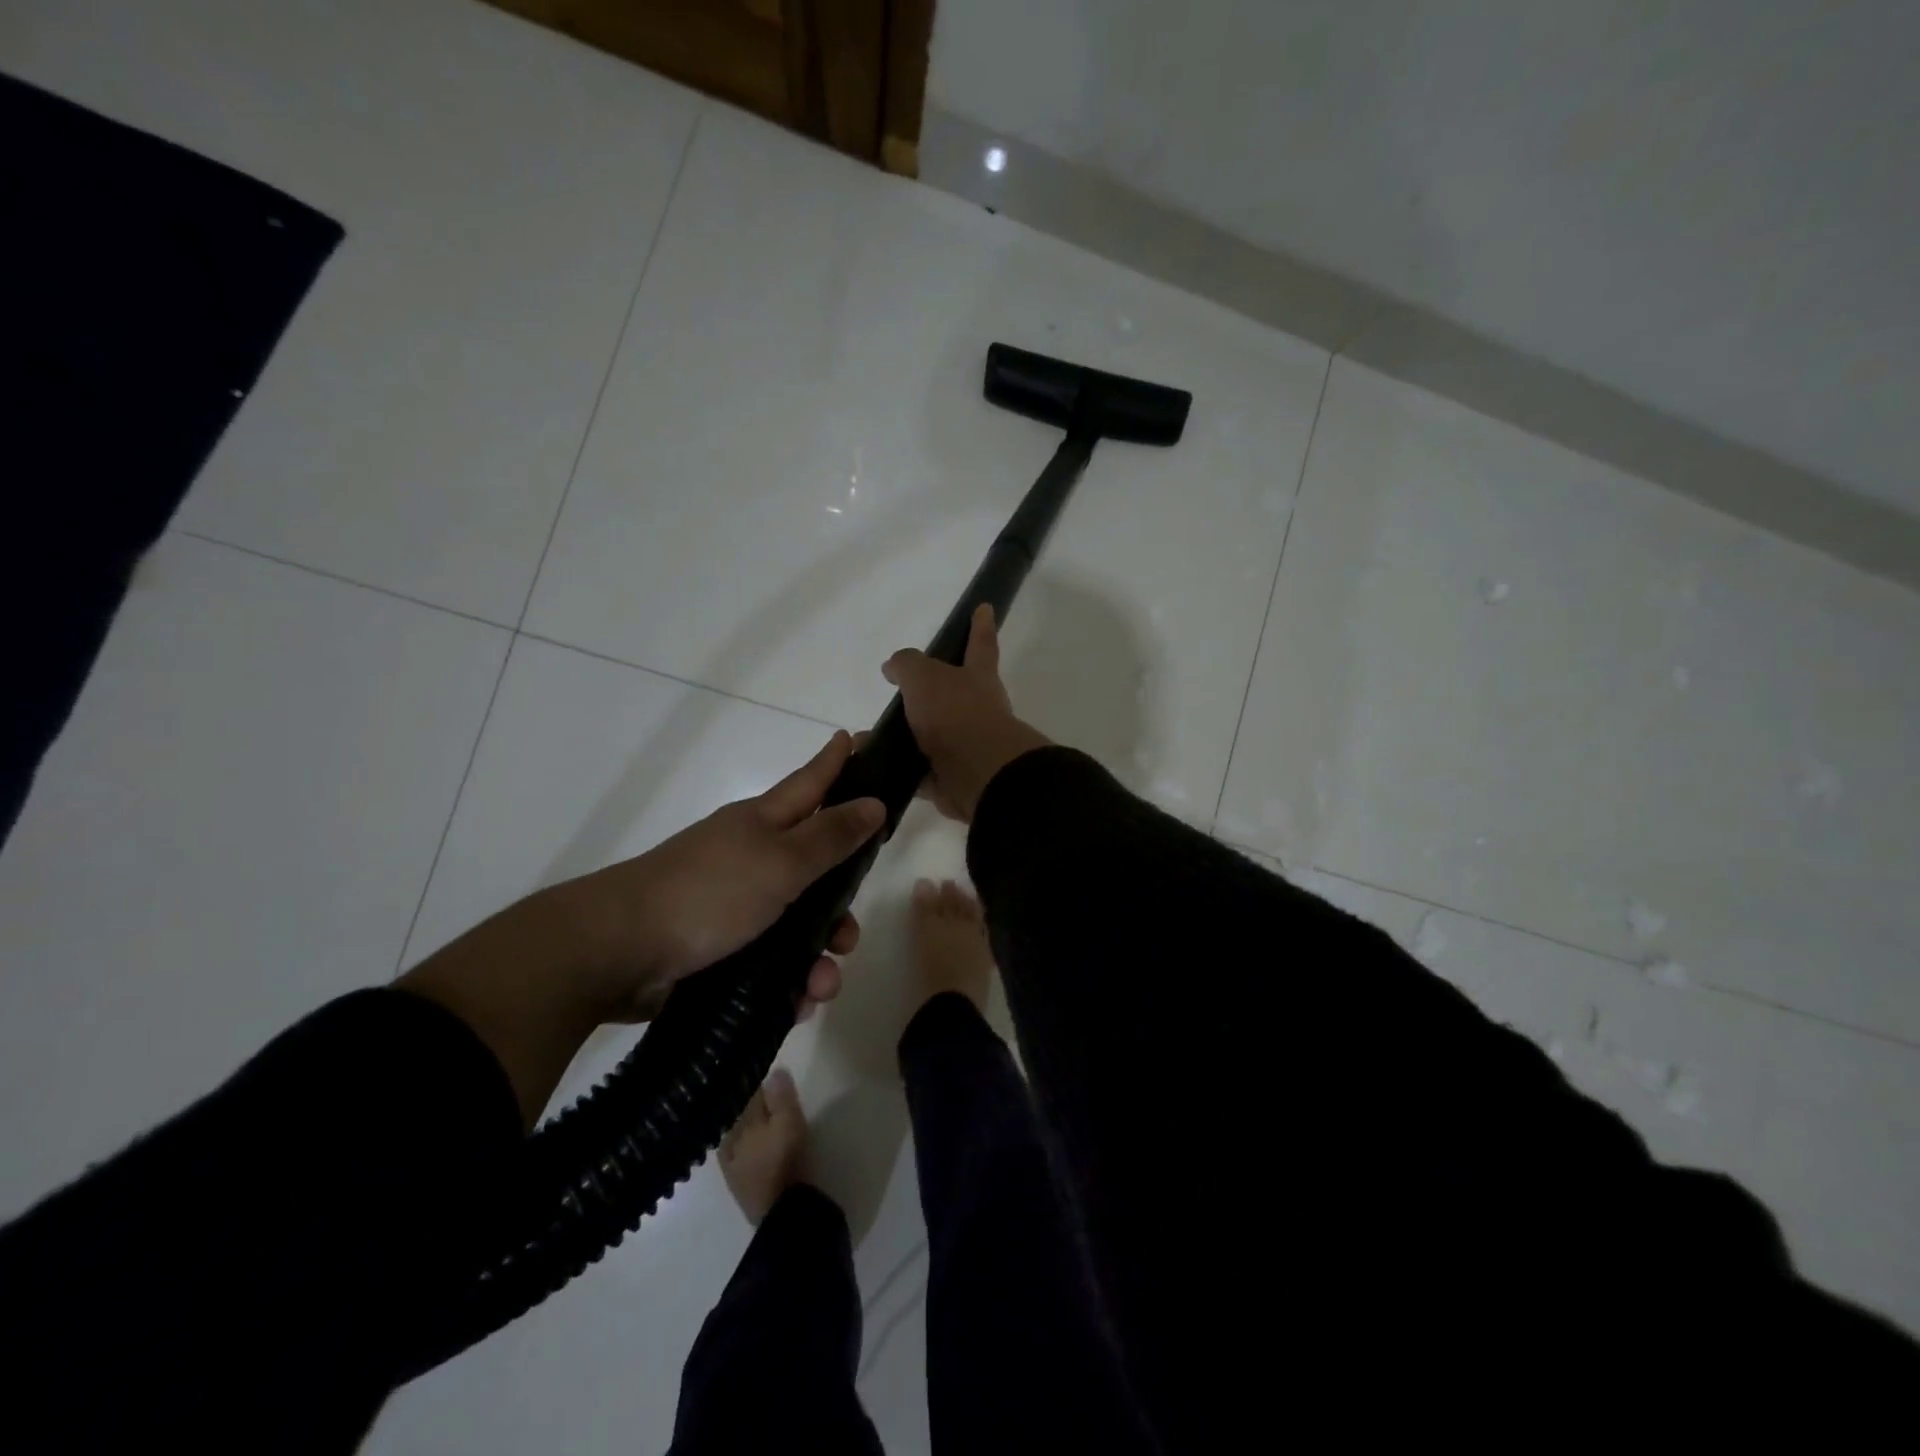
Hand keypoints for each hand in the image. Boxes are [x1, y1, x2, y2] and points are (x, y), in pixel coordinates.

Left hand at [561, 731, 885, 1020]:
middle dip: (840, 902)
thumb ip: (830, 836)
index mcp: (763, 823)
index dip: (836, 761)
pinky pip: (771, 961)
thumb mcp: (780, 862)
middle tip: (852, 931)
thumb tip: (874, 802)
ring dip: (819, 955)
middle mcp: (751, 857)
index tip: (858, 737)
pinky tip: (798, 1002)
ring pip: (797, 923)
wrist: (618, 951)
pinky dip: (789, 981)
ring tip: (822, 983)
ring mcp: (732, 903)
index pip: (811, 782)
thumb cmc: (708, 892)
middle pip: (814, 866)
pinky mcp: (719, 947)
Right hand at [883, 604, 1049, 822]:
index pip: (980, 644)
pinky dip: (895, 766)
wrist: (977, 773)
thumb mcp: (924, 677)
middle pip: (951, 694)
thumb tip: (893, 667)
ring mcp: (966, 745)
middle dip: (927, 692)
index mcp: (977, 678)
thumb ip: (907, 666)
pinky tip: (869, 763)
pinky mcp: (951, 776)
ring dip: (900, 734)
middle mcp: (976, 709)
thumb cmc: (954, 713)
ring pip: (929, 734)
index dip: (981, 626)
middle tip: (898, 691)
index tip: (985, 608)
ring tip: (865, 736)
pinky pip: (918, 768)